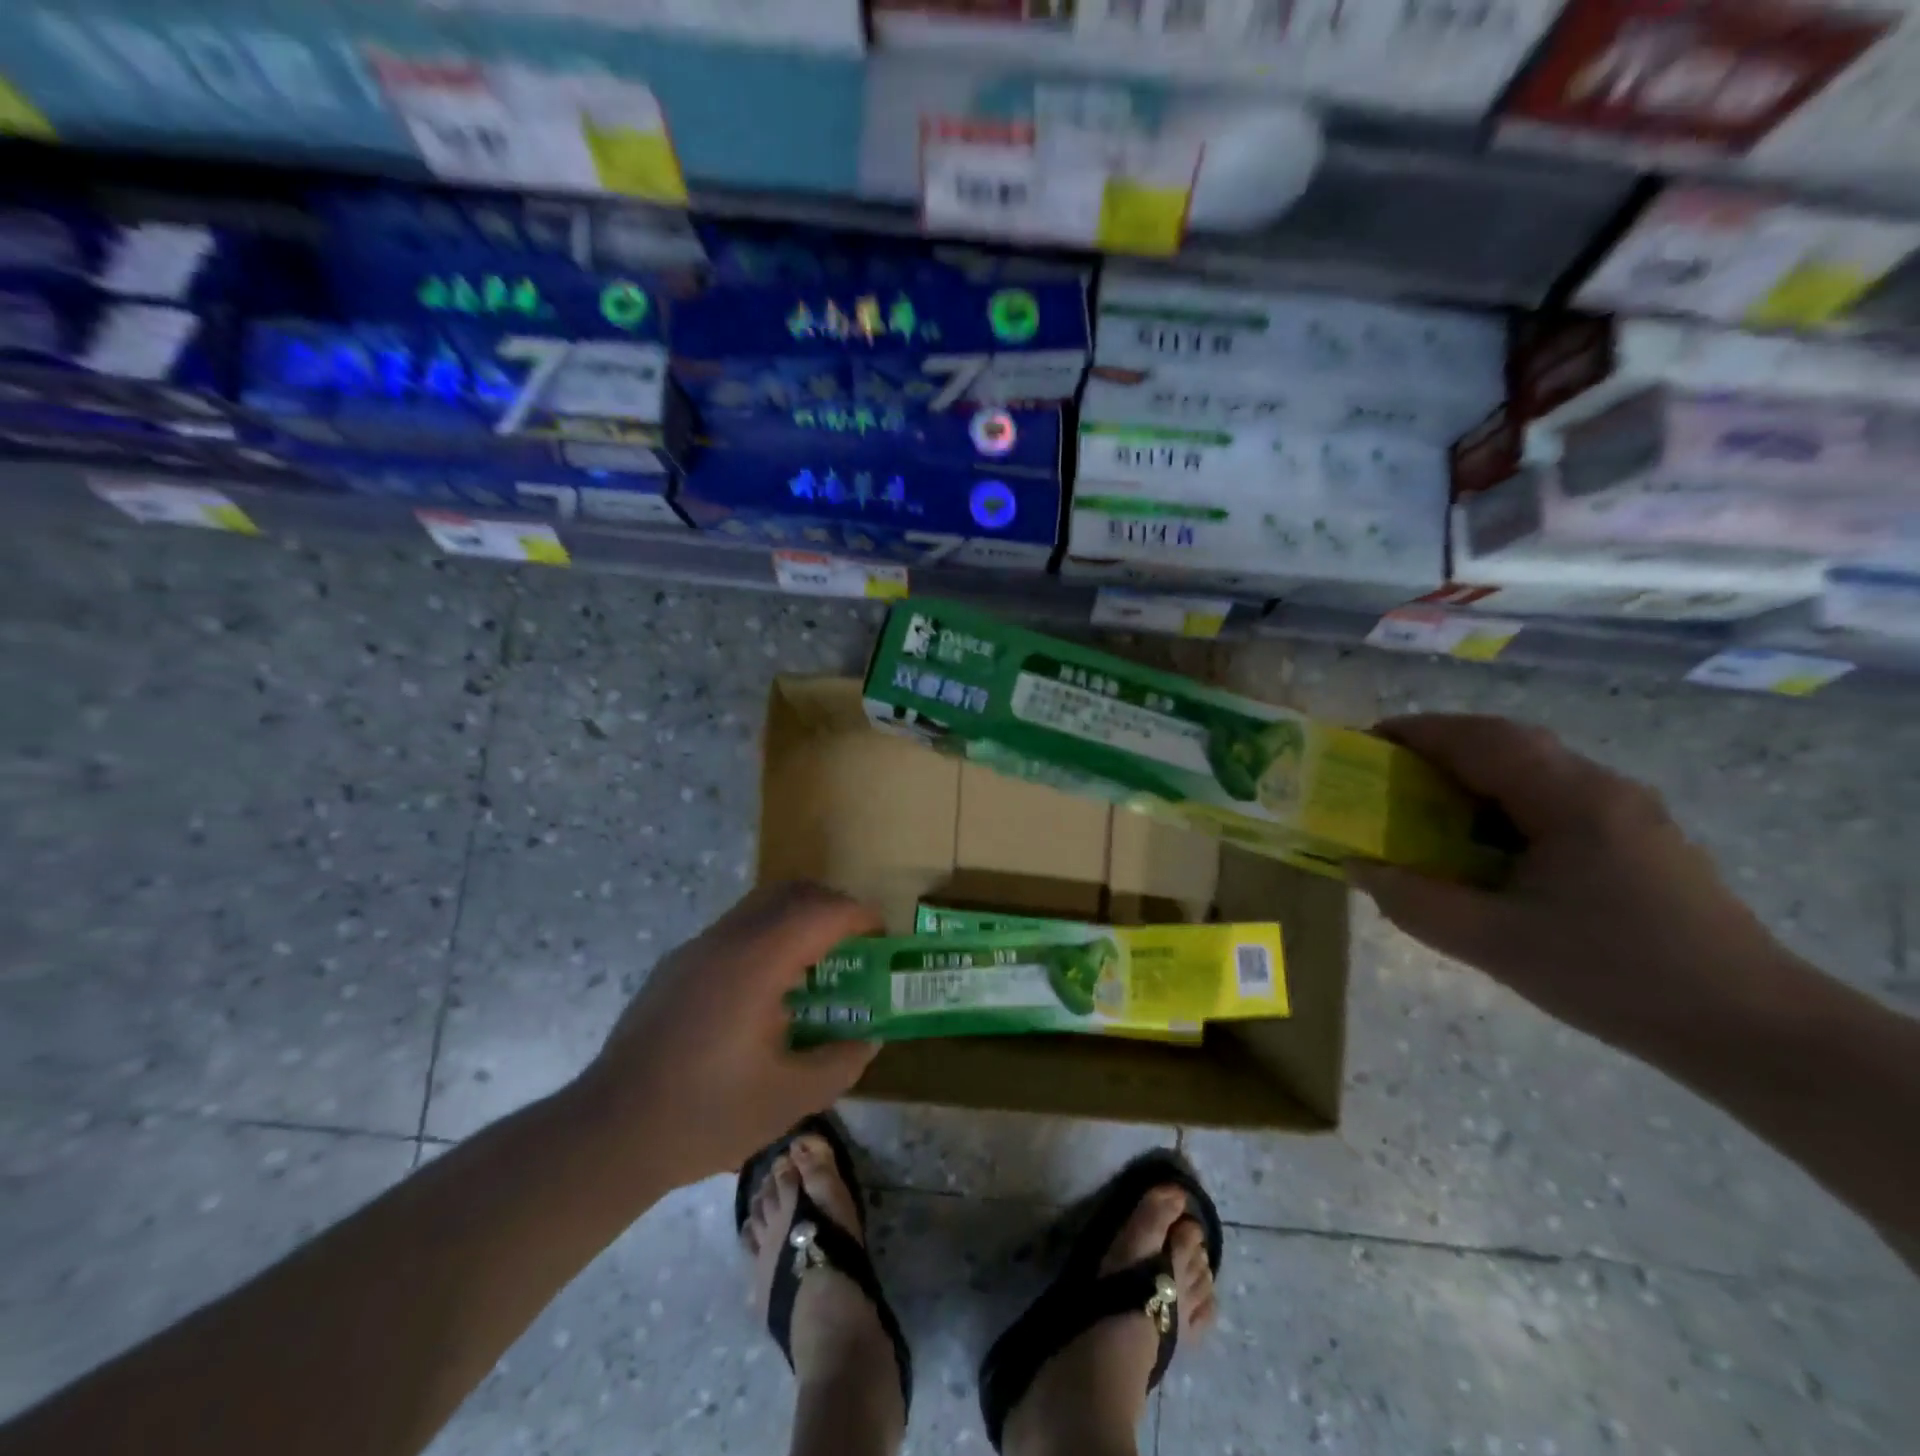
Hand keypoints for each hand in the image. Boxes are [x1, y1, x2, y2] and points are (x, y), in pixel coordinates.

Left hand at [575, 881, 882, 1188]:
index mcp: (758, 962)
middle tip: (855, 944)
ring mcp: (696, 949)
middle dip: (832, 907)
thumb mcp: (790, 1099)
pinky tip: (767, 993)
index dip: (860, 916)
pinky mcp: (676, 966)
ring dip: (798, 920)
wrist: (608, 1134)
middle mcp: (727, 940)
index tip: (882, 938)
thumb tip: (868, 1039)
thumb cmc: (706, 1115)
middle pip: (791, 892)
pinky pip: (735, 930)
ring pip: (760, 906)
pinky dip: (768, 938)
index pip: (822, 911)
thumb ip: (841, 1062)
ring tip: (815, 969)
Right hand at [1350, 715, 1798, 1052]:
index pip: (1480, 740)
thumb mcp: (1495, 945)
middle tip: (1387, 771)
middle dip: (1440, 745)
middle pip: (1507, 742)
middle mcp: (1602, 788)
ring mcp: (1627, 811)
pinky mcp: (1637, 838)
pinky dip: (1502, 799)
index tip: (1363, 743)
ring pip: (1533, 767)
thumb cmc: (1616, 977)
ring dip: (1472, 771)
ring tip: (1423, 803)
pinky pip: (1553, 796)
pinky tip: (1484, 842)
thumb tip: (1357, 867)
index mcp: (1570, 800)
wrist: (1754, 1030)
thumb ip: (1415, 902)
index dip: (1415, 733)